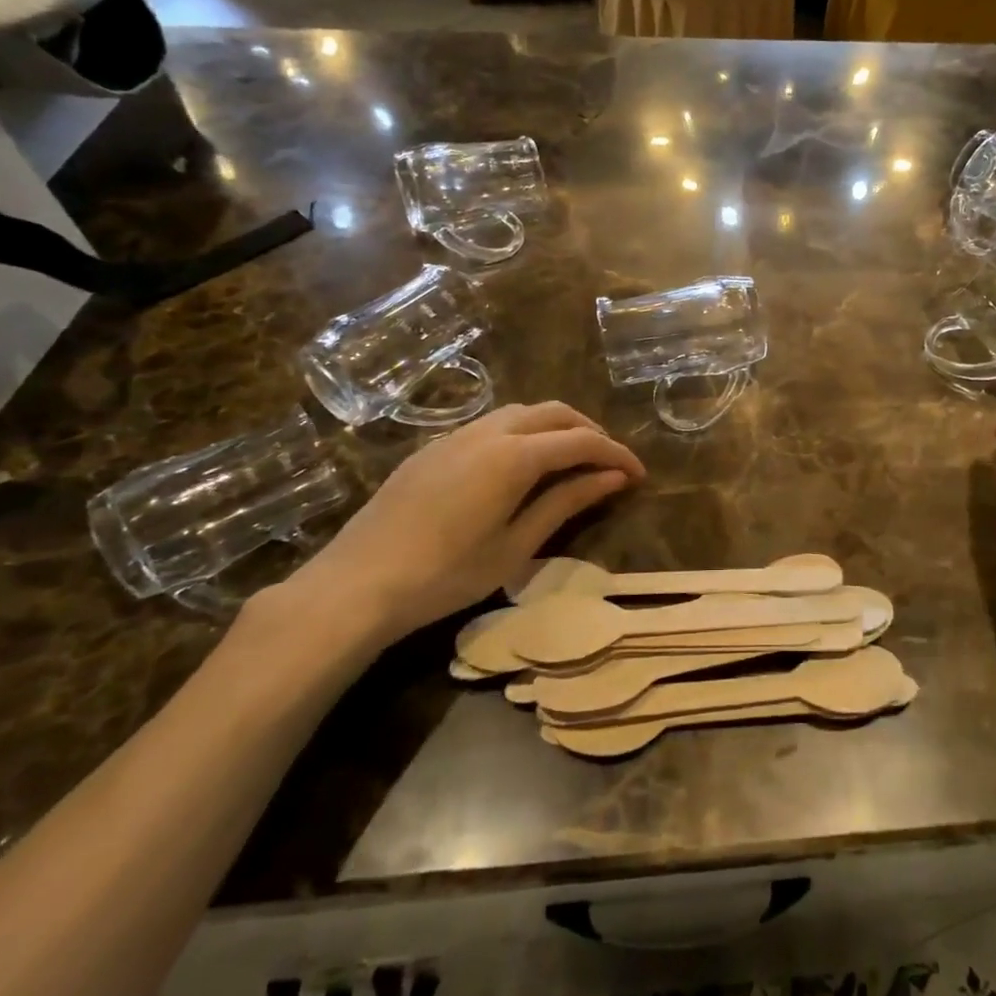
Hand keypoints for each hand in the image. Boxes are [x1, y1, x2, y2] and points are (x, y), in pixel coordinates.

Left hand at [272, 402, 643, 646]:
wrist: (356, 584)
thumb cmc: (446, 575)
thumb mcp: (516, 545)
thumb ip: (567, 503)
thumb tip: (613, 478)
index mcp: (515, 456)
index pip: (582, 441)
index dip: (616, 454)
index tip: (639, 475)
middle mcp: (490, 431)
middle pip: (555, 413)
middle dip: (590, 431)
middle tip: (609, 464)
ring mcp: (457, 435)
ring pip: (522, 412)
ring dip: (556, 427)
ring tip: (572, 461)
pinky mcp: (434, 447)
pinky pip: (493, 423)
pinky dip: (524, 432)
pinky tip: (522, 464)